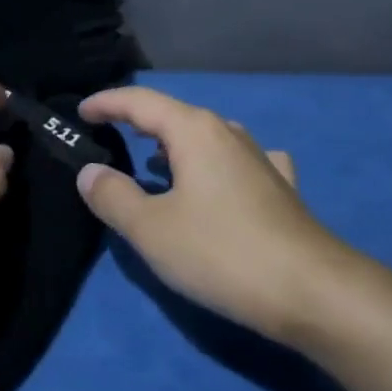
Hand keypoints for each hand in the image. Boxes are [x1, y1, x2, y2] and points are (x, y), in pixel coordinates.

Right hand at [74, 87, 366, 346]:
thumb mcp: (152, 229)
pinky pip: (237, 162)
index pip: (141, 102)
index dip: (107, 103)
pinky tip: (219, 182)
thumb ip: (114, 196)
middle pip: (176, 116)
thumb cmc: (220, 252)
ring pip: (208, 138)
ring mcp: (260, 158)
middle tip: (110, 135)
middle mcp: (229, 133)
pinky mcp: (280, 186)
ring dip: (176, 146)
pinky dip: (215, 165)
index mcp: (196, 131)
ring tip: (153, 162)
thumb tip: (90, 172)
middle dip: (140, 123)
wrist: (310, 288)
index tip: (81, 111)